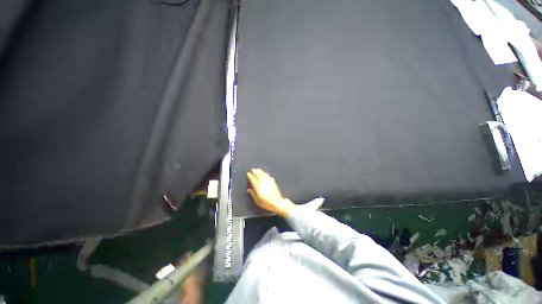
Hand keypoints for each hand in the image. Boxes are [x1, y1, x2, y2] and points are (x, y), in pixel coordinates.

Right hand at [247, 168, 294, 216]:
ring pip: (263, 174)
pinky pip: (267, 175)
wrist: (277, 202)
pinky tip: (264, 173)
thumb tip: (249, 189)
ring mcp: (268, 181)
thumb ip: (252, 194)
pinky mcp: (273, 181)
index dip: (250, 175)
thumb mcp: (257, 200)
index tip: (248, 173)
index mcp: (258, 186)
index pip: (253, 179)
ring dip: (260, 171)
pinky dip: (265, 173)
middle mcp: (263, 182)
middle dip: (255, 171)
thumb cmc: (266, 203)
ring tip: (257, 169)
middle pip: (258, 174)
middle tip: (252, 169)